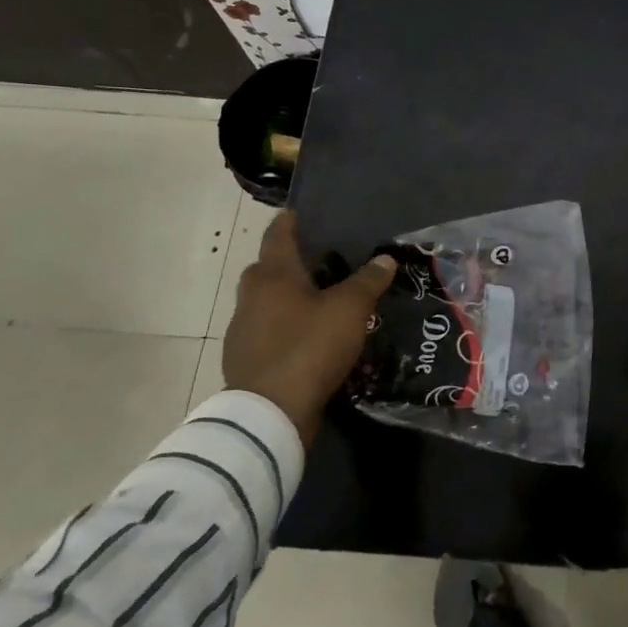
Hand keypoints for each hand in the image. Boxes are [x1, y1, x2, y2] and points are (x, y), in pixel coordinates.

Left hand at [222, 211, 395, 445]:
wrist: (269, 414)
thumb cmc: (308, 346)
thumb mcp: (349, 309)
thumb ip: (368, 281)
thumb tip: (385, 258)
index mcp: (273, 276)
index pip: (278, 236)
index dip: (289, 222)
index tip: (297, 212)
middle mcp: (251, 297)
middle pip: (266, 269)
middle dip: (287, 262)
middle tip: (317, 260)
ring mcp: (242, 331)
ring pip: (264, 302)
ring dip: (285, 298)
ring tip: (316, 300)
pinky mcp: (245, 361)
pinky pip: (266, 332)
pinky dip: (283, 327)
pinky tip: (305, 337)